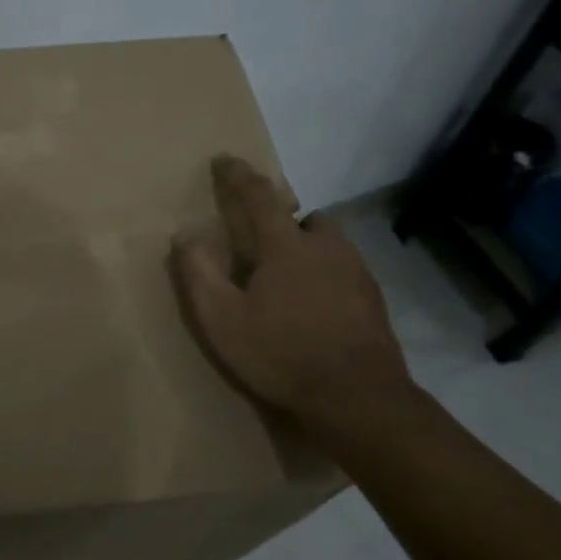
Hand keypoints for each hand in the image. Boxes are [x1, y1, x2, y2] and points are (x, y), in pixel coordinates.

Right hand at [172, 154, 411, 426]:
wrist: (358, 399)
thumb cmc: (280, 355)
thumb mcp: (222, 319)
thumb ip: (199, 272)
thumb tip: (186, 233)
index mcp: (286, 245)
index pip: (258, 195)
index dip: (238, 176)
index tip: (224, 159)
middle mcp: (326, 247)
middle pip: (303, 217)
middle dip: (282, 220)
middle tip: (262, 244)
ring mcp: (357, 271)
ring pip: (328, 243)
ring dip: (307, 248)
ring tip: (288, 281)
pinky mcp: (374, 299)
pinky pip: (344, 270)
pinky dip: (326, 276)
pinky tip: (316, 308)